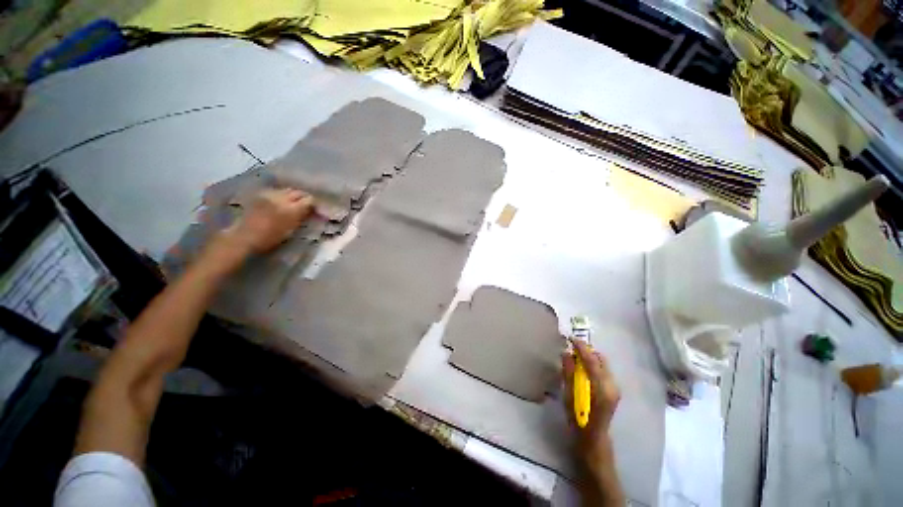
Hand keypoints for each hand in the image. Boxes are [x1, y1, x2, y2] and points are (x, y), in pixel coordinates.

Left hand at [229, 188, 314, 253]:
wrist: (243, 237)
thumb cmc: (269, 238)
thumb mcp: (291, 230)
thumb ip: (301, 217)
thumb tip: (310, 211)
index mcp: (291, 209)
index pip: (309, 200)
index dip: (313, 204)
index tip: (315, 209)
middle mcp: (281, 198)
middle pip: (298, 192)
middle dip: (303, 197)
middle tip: (306, 205)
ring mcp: (269, 194)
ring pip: (286, 190)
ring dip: (292, 195)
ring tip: (293, 203)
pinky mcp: (259, 195)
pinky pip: (276, 191)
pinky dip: (281, 195)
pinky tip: (279, 202)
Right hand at [562, 340, 620, 462]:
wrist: (593, 438)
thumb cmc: (578, 419)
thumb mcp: (569, 395)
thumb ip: (568, 373)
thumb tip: (566, 353)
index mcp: (601, 388)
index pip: (592, 360)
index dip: (581, 347)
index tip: (570, 338)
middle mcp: (612, 385)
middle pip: (600, 359)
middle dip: (586, 350)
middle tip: (572, 349)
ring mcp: (615, 387)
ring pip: (603, 363)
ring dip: (590, 357)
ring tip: (575, 358)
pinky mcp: (614, 390)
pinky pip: (603, 370)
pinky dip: (593, 364)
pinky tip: (583, 369)